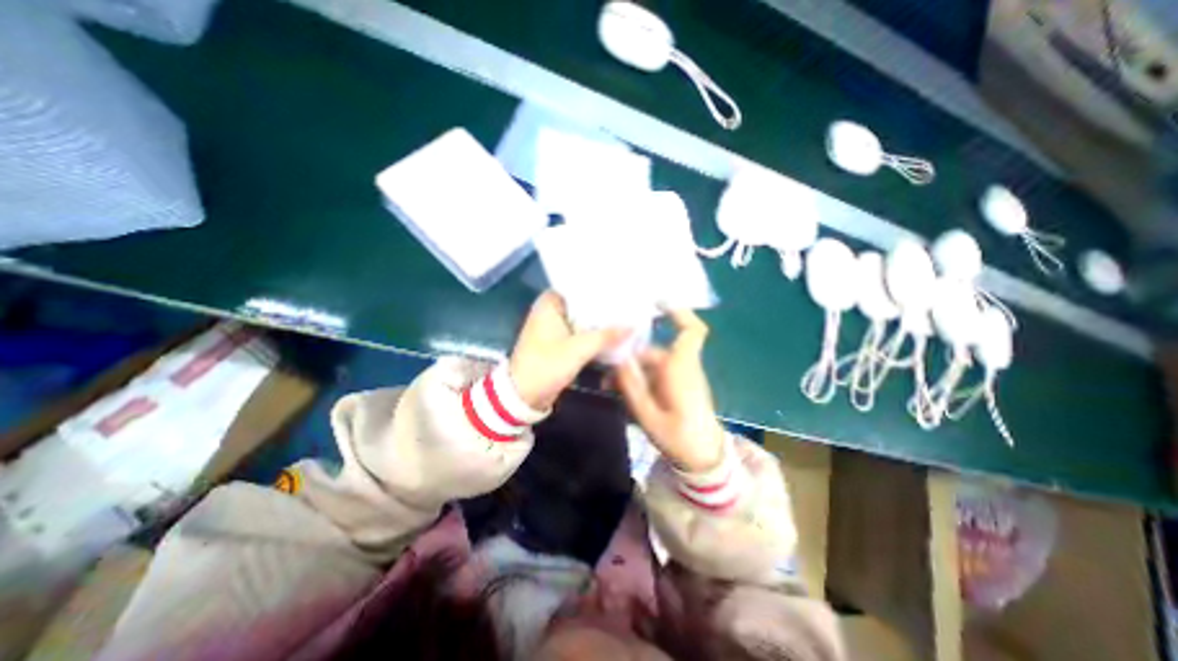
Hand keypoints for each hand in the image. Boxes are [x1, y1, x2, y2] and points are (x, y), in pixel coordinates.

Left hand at [512, 292, 630, 409]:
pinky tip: (611, 335)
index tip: (621, 289)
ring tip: (625, 318)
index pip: (578, 286)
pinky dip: (592, 334)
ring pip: (582, 319)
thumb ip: (606, 336)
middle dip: (603, 307)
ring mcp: (553, 327)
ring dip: (599, 323)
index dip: (600, 288)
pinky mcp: (557, 342)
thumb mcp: (579, 349)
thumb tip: (632, 326)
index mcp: (549, 303)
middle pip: (582, 304)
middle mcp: (550, 311)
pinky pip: (579, 333)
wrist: (524, 395)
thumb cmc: (546, 365)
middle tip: (628, 305)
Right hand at [611, 308, 722, 471]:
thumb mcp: (648, 415)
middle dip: (628, 355)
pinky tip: (621, 390)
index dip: (678, 312)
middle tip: (604, 368)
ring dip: (630, 370)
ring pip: (651, 363)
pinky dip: (638, 378)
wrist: (702, 459)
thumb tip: (618, 359)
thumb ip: (632, 386)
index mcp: (681, 368)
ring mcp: (679, 376)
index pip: (690, 331)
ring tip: (607, 384)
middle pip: (653, 349)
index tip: (656, 301)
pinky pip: (654, 374)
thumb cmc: (680, 438)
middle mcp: (682, 367)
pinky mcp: (676, 386)